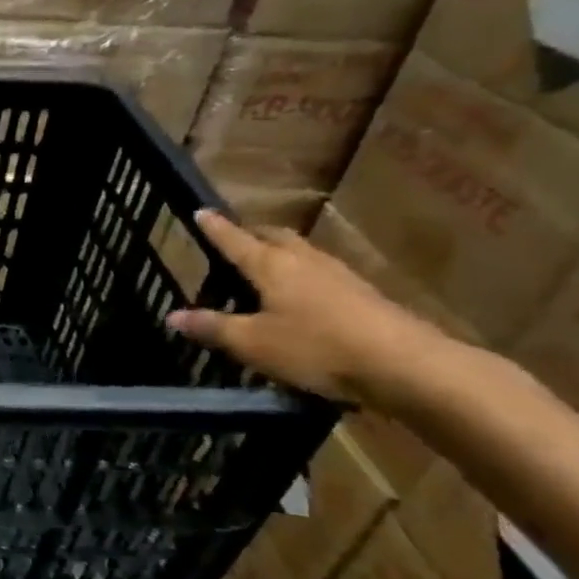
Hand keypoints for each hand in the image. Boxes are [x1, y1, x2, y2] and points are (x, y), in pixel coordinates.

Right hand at [165, 209, 448, 402]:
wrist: (407, 366)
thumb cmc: (318, 348)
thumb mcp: (253, 343)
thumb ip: (213, 328)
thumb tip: (171, 316)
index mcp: (271, 266)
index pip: (235, 240)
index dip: (215, 228)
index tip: (201, 211)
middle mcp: (304, 261)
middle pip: (275, 237)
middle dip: (253, 234)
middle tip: (237, 238)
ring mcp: (340, 276)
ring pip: (303, 253)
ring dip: (282, 253)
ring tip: (269, 264)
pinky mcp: (366, 296)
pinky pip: (324, 274)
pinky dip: (306, 276)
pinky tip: (306, 296)